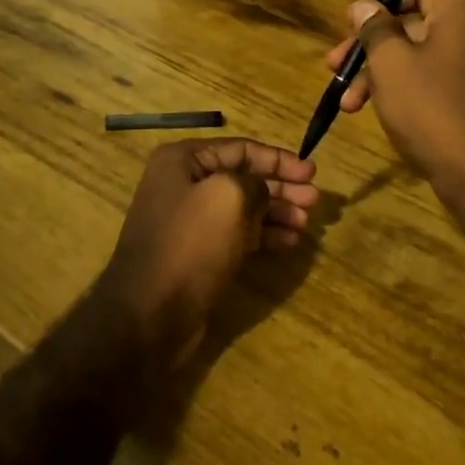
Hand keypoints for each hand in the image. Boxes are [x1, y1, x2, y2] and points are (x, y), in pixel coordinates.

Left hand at [92, 139, 317, 368]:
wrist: (150, 315)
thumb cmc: (191, 244)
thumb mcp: (230, 196)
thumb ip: (255, 182)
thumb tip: (261, 191)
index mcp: (183, 161)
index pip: (241, 149)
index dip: (279, 159)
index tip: (311, 172)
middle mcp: (184, 184)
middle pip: (244, 178)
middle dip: (282, 187)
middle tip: (314, 199)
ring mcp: (190, 221)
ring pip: (244, 208)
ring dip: (277, 212)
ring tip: (306, 223)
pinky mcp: (198, 253)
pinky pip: (238, 234)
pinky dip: (264, 234)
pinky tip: (290, 241)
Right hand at [324, 0, 464, 203]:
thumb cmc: (438, 110)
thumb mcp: (393, 66)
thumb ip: (374, 29)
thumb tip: (363, 6)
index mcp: (458, 6)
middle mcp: (464, 24)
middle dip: (374, 18)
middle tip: (340, 43)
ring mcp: (463, 57)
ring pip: (411, 39)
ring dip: (374, 57)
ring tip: (340, 85)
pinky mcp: (458, 86)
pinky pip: (419, 66)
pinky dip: (390, 79)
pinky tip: (360, 107)